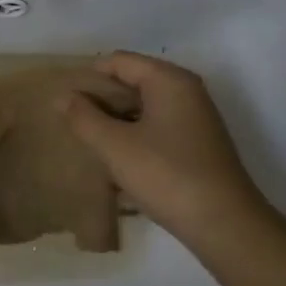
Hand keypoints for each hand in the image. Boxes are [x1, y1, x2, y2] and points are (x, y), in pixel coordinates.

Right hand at [63, 51, 267, 247]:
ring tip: (87, 141)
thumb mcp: (116, 147)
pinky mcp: (197, 145)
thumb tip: (62, 96)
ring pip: (144, 108)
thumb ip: (84, 118)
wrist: (223, 223)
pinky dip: (134, 137)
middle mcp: (186, 91)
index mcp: (169, 81)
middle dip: (101, 100)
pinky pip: (156, 128)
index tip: (62, 100)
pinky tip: (116, 160)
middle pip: (133, 82)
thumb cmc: (166, 176)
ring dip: (116, 121)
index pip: (119, 61)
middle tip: (70, 122)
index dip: (88, 77)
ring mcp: (195, 119)